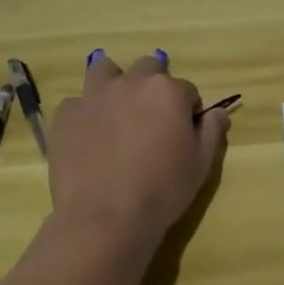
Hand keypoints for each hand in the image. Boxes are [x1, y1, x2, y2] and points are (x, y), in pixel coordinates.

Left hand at [47, 51, 228, 240]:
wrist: (104, 216)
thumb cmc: (163, 189)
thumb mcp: (201, 163)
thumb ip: (212, 131)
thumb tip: (218, 112)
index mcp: (168, 91)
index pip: (187, 89)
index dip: (188, 110)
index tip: (184, 131)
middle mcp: (131, 83)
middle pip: (147, 68)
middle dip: (153, 86)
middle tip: (152, 118)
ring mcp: (94, 96)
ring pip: (105, 70)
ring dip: (115, 83)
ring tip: (116, 111)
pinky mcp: (65, 115)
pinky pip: (77, 102)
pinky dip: (86, 113)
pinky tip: (89, 137)